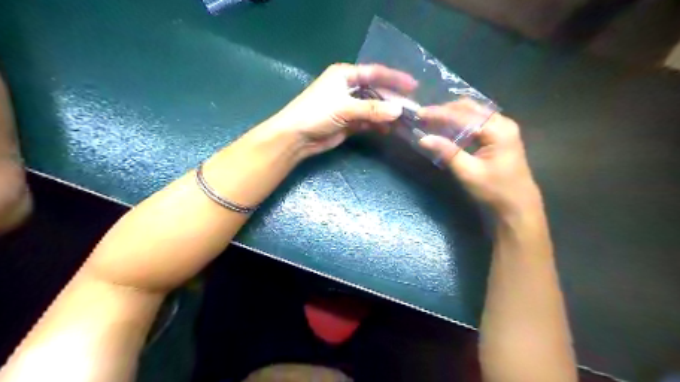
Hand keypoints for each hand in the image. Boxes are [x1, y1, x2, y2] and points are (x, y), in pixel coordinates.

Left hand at [267, 63, 416, 154]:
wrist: (296, 137)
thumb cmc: (316, 113)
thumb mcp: (344, 108)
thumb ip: (372, 109)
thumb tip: (399, 111)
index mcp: (345, 75)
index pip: (375, 73)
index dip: (394, 78)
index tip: (414, 85)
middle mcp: (349, 88)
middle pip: (376, 92)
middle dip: (393, 100)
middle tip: (412, 109)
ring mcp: (349, 106)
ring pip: (373, 108)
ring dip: (387, 114)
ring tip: (405, 121)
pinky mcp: (349, 122)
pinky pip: (368, 121)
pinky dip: (378, 125)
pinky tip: (390, 130)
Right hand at [421, 99, 541, 215]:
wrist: (517, 207)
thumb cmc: (494, 191)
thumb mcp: (468, 173)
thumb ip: (447, 152)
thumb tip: (423, 138)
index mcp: (498, 130)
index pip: (464, 115)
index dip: (439, 113)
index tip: (419, 113)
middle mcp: (502, 122)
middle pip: (470, 108)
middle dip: (445, 110)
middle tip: (424, 115)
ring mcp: (503, 128)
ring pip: (473, 112)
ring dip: (452, 114)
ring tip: (432, 119)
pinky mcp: (499, 135)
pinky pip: (476, 121)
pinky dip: (460, 122)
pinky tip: (447, 128)